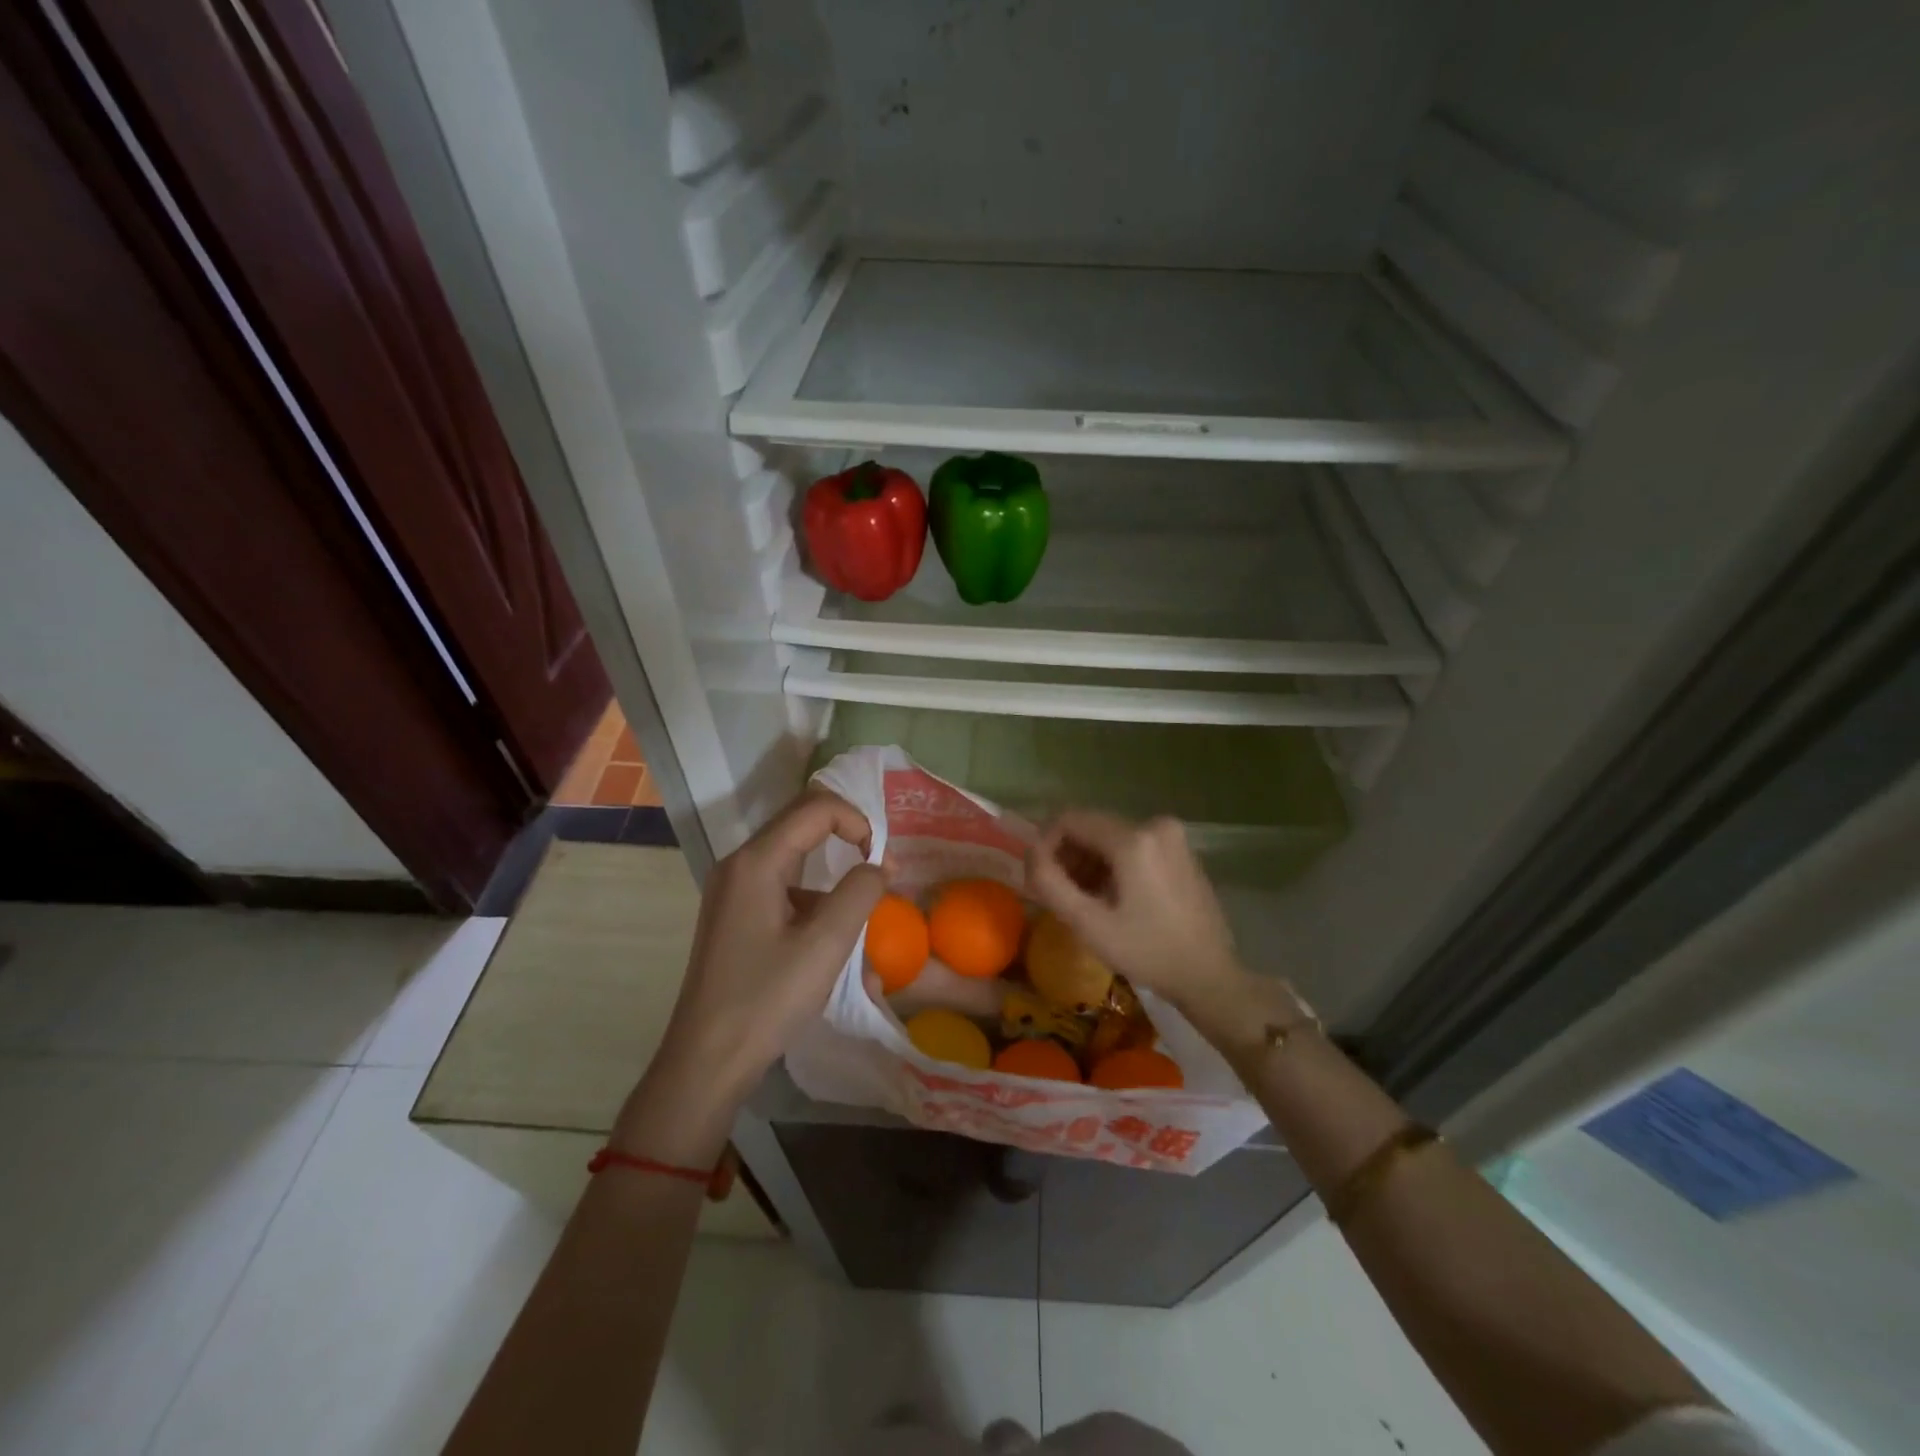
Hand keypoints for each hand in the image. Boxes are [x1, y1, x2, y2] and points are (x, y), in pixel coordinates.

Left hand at [615, 788, 883, 1163]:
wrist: (706, 1061)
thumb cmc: (767, 999)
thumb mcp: (826, 945)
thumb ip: (861, 893)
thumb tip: (880, 866)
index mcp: (756, 861)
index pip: (816, 809)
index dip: (857, 822)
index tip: (882, 861)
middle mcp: (739, 865)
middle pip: (802, 826)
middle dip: (847, 841)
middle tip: (880, 872)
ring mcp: (733, 891)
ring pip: (796, 862)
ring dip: (833, 885)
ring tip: (859, 931)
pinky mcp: (735, 916)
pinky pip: (784, 892)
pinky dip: (814, 909)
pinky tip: (831, 954)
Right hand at [1026, 810, 1242, 1010]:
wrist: (1210, 976)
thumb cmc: (1148, 952)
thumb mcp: (1089, 923)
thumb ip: (1050, 883)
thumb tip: (1030, 853)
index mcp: (1134, 839)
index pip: (1070, 819)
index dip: (1045, 844)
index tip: (1039, 878)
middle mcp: (1155, 824)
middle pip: (1091, 827)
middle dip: (1068, 856)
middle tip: (1059, 895)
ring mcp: (1172, 836)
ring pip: (1110, 837)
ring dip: (1089, 862)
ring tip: (1084, 901)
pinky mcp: (1180, 849)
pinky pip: (1132, 845)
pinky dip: (1113, 865)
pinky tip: (1110, 898)